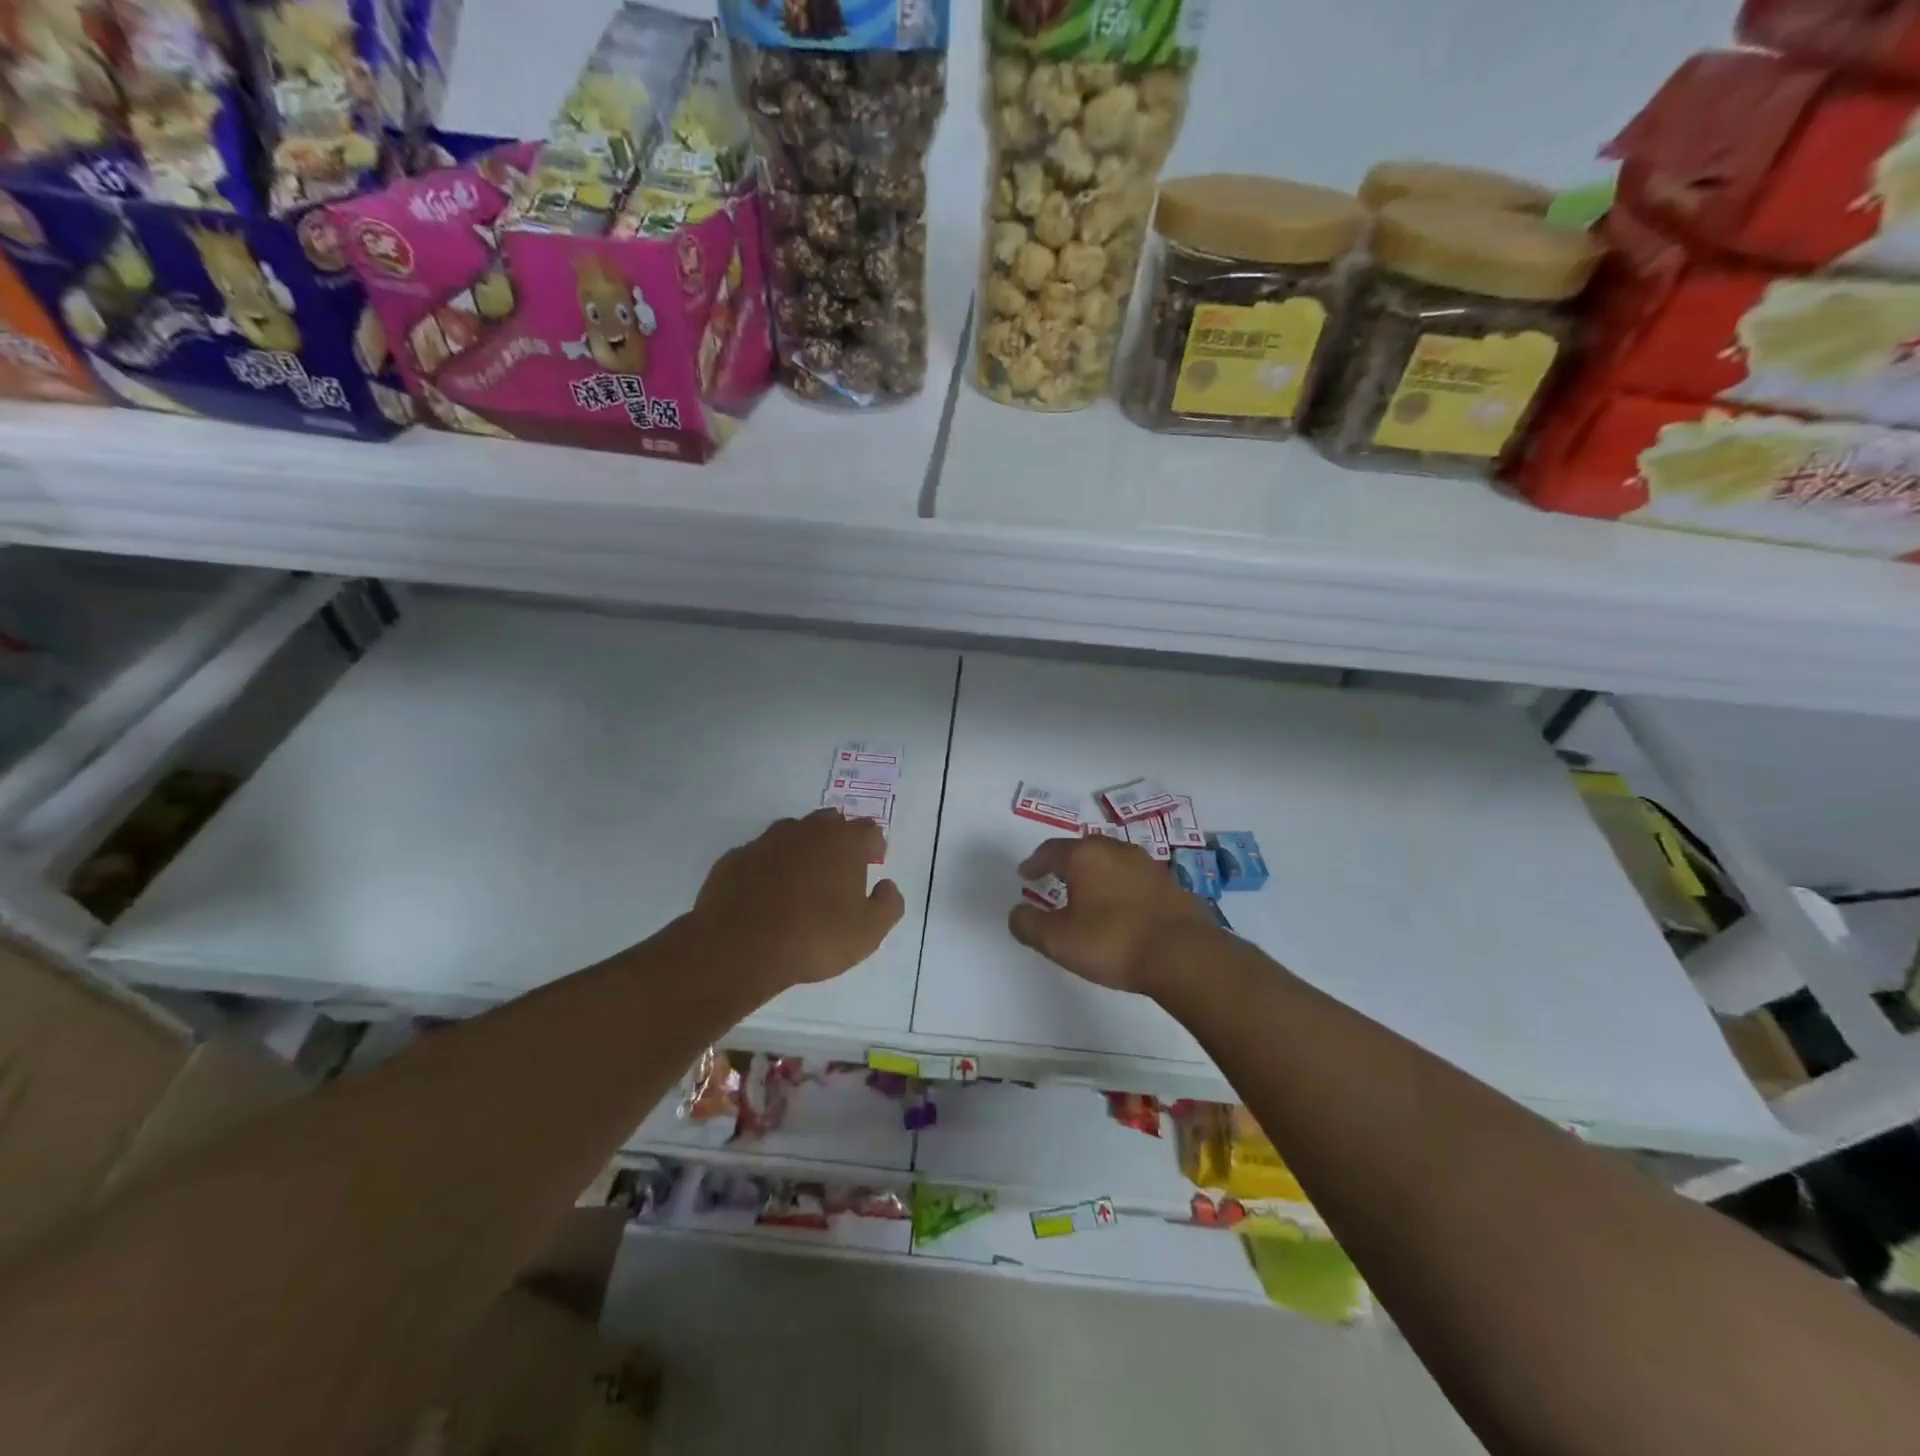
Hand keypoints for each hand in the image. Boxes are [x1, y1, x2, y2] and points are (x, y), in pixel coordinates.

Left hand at [690, 810, 904, 995]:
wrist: (740, 947)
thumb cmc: (814, 937)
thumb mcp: (869, 932)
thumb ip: (888, 904)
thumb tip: (887, 886)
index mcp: (844, 842)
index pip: (869, 830)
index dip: (874, 847)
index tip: (872, 865)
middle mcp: (807, 831)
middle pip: (830, 822)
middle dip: (838, 839)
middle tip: (839, 870)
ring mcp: (766, 841)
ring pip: (792, 833)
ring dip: (801, 849)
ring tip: (801, 880)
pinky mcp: (735, 858)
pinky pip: (759, 855)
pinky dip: (767, 867)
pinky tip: (766, 893)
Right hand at [1008, 837, 1220, 996]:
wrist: (1184, 955)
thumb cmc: (1113, 942)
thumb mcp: (1058, 941)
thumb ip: (1029, 925)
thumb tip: (1016, 913)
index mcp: (1084, 856)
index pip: (1050, 850)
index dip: (1034, 863)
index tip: (1026, 875)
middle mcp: (1115, 849)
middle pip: (1082, 849)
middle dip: (1065, 863)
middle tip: (1054, 878)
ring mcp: (1147, 864)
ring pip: (1111, 860)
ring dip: (1095, 873)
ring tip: (1087, 893)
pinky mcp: (1169, 883)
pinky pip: (1133, 878)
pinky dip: (1119, 886)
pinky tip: (1120, 908)